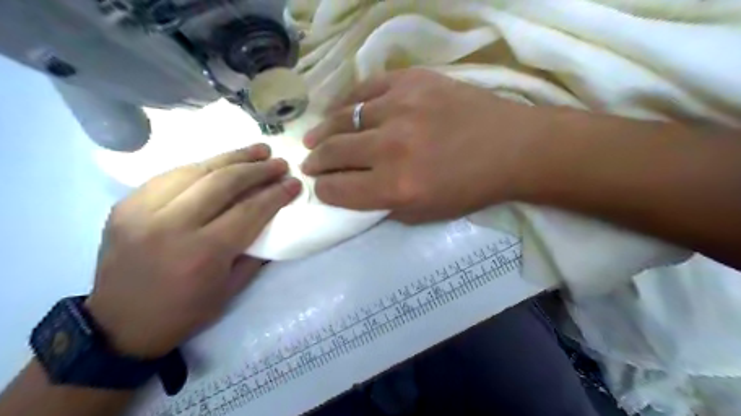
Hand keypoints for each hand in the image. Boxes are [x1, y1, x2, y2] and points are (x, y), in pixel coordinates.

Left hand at [88, 144, 301, 356]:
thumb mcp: (231, 289)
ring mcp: (142, 211)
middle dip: (257, 169)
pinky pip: (170, 175)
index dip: (276, 193)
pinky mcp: (125, 205)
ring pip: (195, 170)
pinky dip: (201, 166)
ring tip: (257, 150)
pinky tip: (220, 163)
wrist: (119, 325)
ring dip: (231, 157)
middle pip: (223, 182)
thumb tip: (271, 218)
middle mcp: (171, 226)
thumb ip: (254, 251)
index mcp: (203, 253)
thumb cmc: (184, 312)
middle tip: (279, 162)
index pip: (249, 210)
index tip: (294, 183)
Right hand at [297, 69, 546, 223]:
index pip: (338, 189)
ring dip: (323, 132)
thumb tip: (354, 192)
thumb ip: (383, 206)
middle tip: (311, 164)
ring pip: (342, 118)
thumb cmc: (469, 188)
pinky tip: (339, 111)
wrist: (510, 148)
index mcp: (396, 187)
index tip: (321, 187)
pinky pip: (364, 90)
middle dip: (315, 162)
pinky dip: (346, 103)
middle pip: (333, 152)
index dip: (324, 191)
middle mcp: (391, 148)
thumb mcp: (424, 214)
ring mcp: (400, 108)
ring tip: (314, 138)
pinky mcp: (411, 81)